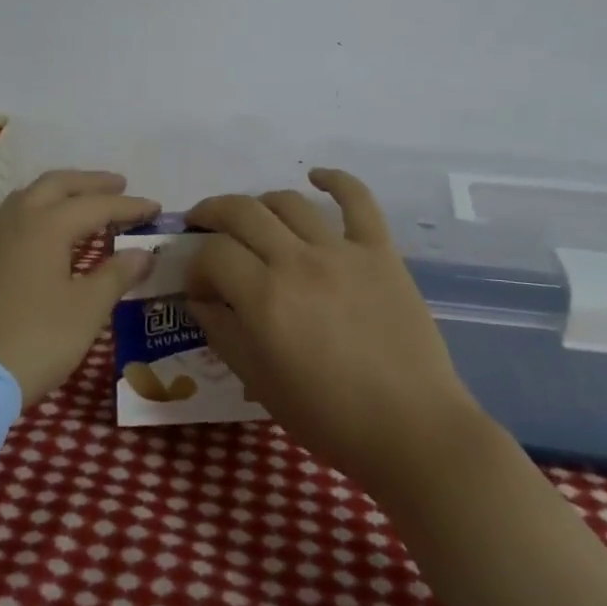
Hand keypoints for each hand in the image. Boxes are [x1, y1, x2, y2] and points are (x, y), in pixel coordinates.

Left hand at [0, 170, 157, 404]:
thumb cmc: (35, 340)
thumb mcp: (86, 310)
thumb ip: (116, 275)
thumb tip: (143, 253)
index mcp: (46, 225)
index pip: (96, 204)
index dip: (128, 206)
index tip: (155, 208)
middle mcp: (16, 219)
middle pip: (56, 185)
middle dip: (90, 183)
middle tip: (119, 186)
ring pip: (29, 196)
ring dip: (60, 193)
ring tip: (83, 203)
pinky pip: (13, 217)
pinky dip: (39, 211)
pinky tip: (47, 233)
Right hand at [185, 168, 484, 496]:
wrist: (411, 429)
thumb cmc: (328, 416)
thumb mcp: (258, 381)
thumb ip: (222, 332)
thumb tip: (201, 299)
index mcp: (263, 297)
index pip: (211, 254)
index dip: (195, 265)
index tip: (199, 286)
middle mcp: (297, 261)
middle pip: (241, 212)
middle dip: (211, 214)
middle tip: (202, 226)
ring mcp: (342, 251)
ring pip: (288, 202)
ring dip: (259, 203)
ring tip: (252, 218)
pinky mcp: (380, 251)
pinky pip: (358, 200)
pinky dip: (336, 180)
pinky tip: (317, 177)